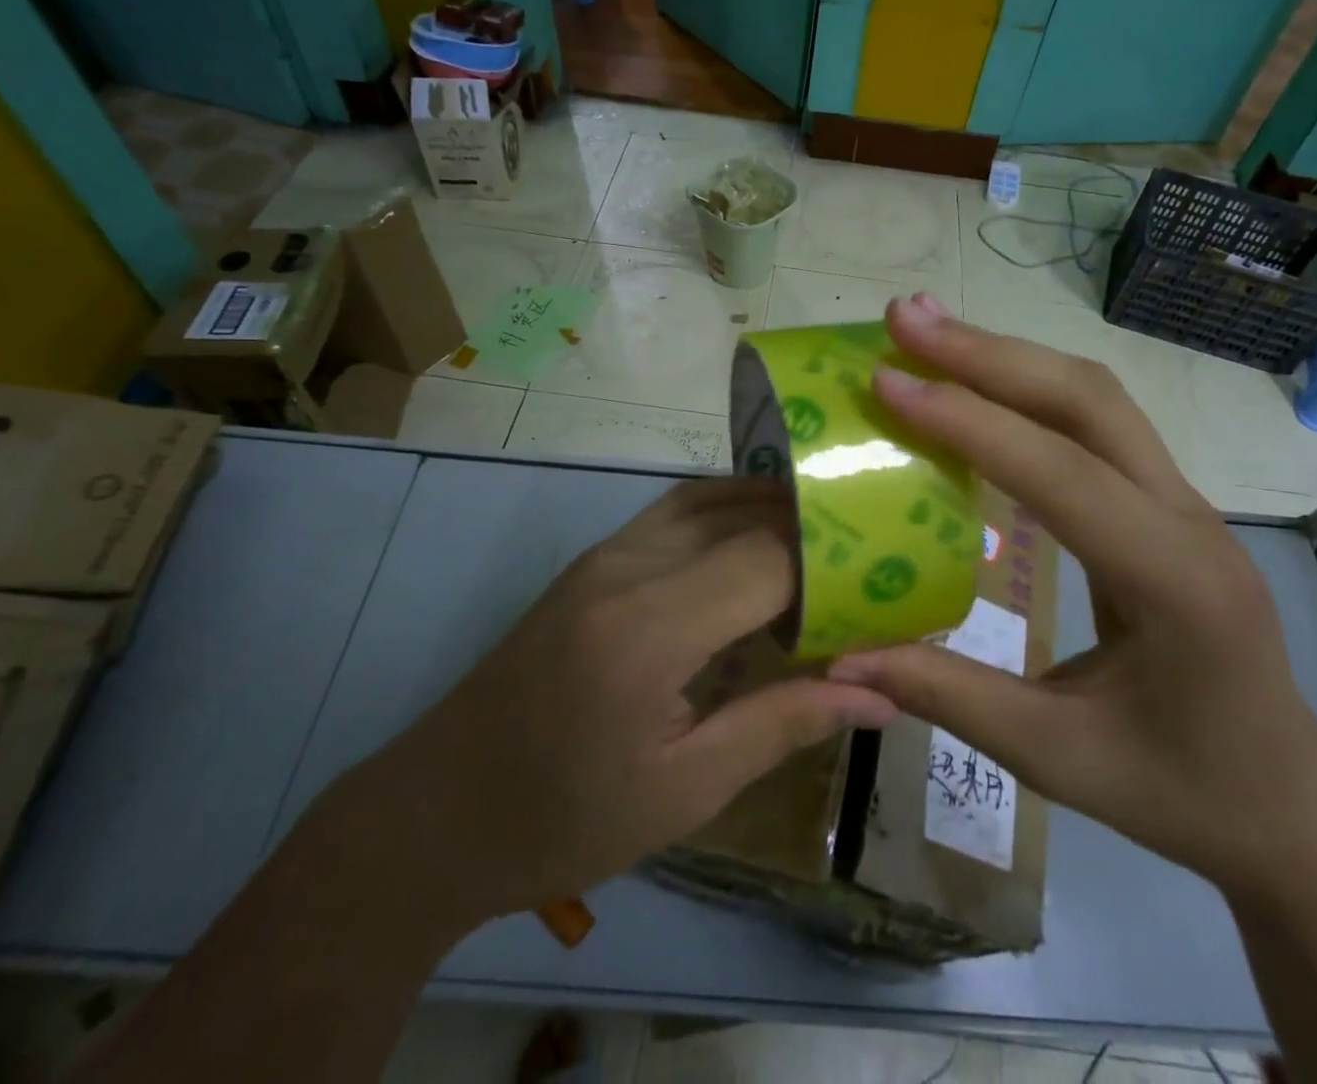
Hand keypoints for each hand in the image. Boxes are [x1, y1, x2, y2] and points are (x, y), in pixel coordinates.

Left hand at [356, 478, 896, 930]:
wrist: (437, 810)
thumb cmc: (561, 818)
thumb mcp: (682, 791)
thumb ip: (782, 725)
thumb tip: (878, 697)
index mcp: (649, 629)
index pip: (767, 560)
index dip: (832, 569)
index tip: (879, 593)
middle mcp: (628, 566)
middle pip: (743, 516)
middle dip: (811, 533)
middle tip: (866, 566)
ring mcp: (605, 553)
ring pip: (709, 497)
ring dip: (770, 511)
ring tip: (824, 548)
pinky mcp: (593, 559)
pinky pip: (676, 510)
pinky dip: (727, 511)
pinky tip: (754, 545)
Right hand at [828, 296, 1316, 897]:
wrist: (1285, 802)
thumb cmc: (1180, 788)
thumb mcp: (1056, 758)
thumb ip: (949, 697)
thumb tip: (843, 659)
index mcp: (1174, 582)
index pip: (1061, 474)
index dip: (968, 422)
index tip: (886, 382)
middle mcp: (1186, 518)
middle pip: (1088, 400)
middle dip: (988, 353)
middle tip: (903, 320)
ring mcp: (1181, 501)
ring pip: (1094, 396)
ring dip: (1007, 355)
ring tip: (927, 330)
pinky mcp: (1162, 501)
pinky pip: (1093, 422)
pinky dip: (1025, 387)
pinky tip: (974, 381)